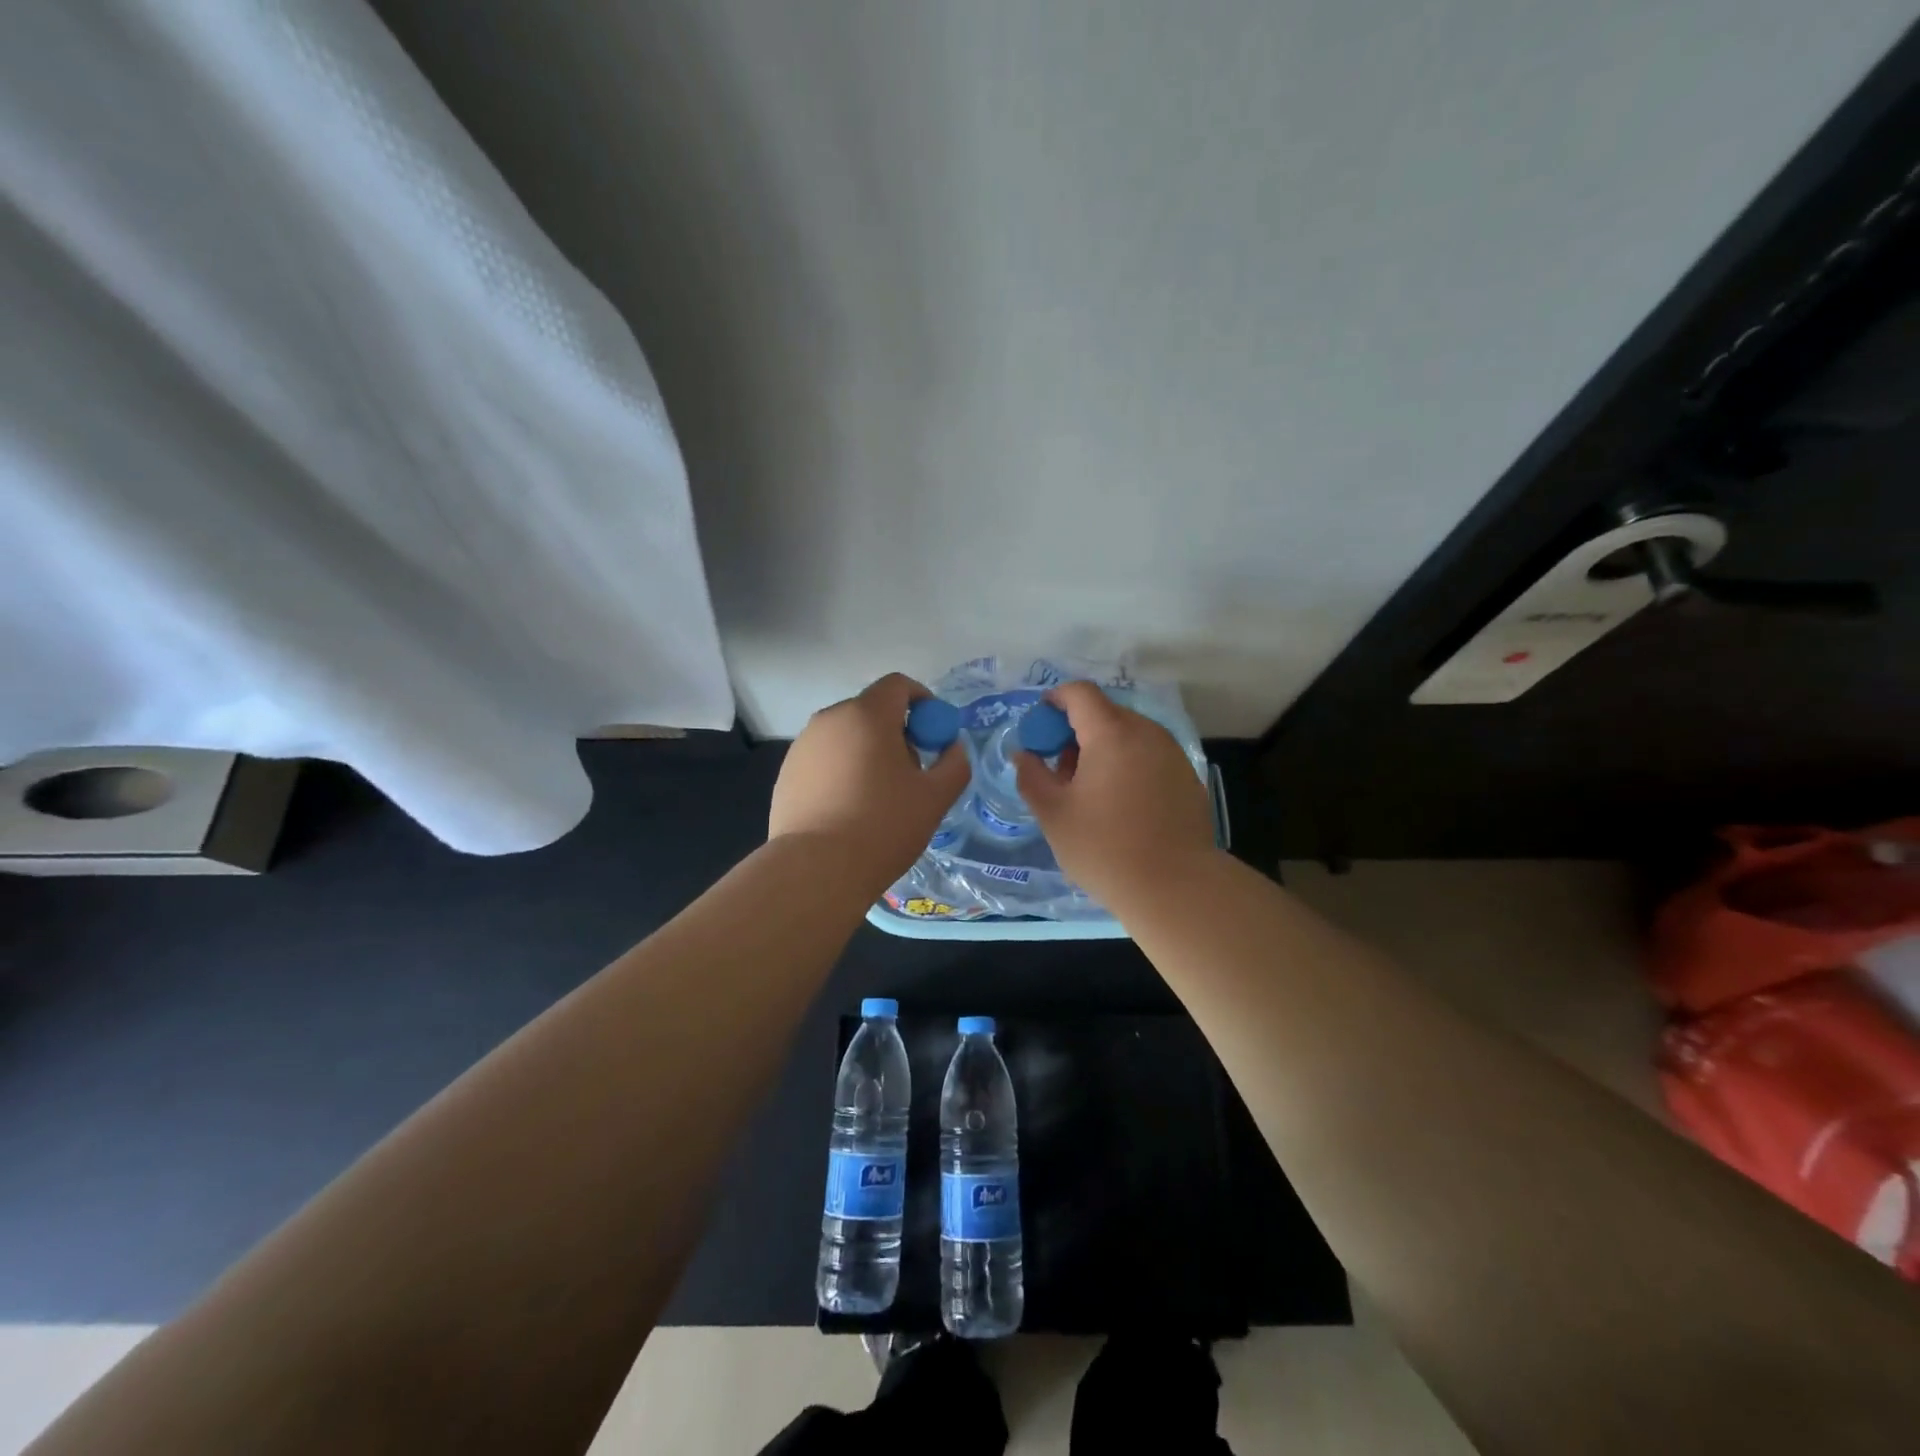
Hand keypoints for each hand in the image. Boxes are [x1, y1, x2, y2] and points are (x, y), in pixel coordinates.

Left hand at [769, 673, 970, 894]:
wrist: (816, 870)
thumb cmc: (883, 826)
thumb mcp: (935, 797)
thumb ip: (954, 763)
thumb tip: (952, 748)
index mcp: (867, 714)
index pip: (898, 685)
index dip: (923, 702)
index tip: (934, 735)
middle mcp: (830, 719)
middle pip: (871, 711)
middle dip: (896, 732)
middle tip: (911, 772)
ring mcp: (802, 746)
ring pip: (846, 736)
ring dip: (868, 752)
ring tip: (878, 797)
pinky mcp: (785, 774)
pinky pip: (824, 759)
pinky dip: (842, 772)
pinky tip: (848, 811)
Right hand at [1015, 681, 1216, 904]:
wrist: (1176, 887)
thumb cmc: (1105, 848)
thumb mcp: (1053, 814)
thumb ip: (1032, 776)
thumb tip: (1024, 755)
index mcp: (1111, 733)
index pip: (1080, 693)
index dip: (1055, 700)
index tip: (1039, 725)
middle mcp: (1146, 732)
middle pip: (1105, 713)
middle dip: (1076, 731)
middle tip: (1060, 770)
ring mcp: (1172, 754)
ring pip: (1129, 735)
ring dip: (1103, 749)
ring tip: (1089, 792)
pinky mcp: (1187, 778)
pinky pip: (1149, 756)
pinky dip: (1127, 765)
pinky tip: (1121, 805)